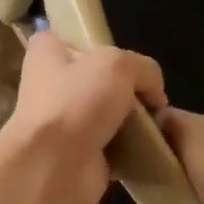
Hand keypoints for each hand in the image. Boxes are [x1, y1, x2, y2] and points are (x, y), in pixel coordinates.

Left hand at [0, 29, 165, 203]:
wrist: (54, 167)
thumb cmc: (77, 102)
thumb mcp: (119, 65)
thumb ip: (144, 69)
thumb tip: (155, 94)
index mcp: (48, 53)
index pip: (71, 36)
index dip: (99, 42)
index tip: (125, 56)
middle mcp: (51, 84)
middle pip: (98, 77)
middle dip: (126, 86)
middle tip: (151, 95)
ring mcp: (64, 121)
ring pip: (108, 112)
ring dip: (132, 120)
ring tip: (156, 123)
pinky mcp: (78, 153)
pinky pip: (113, 144)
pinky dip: (131, 147)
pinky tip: (149, 146)